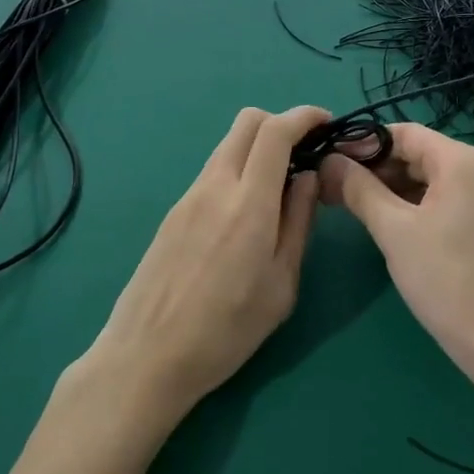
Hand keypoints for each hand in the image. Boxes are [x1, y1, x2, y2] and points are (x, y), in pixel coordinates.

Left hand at [84, 105, 327, 423]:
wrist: (147, 356)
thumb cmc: (226, 330)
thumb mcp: (281, 285)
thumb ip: (298, 223)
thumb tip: (308, 178)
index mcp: (249, 203)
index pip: (275, 131)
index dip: (304, 116)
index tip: (326, 124)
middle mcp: (216, 186)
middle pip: (247, 122)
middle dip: (281, 123)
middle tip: (305, 151)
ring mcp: (189, 196)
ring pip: (228, 145)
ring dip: (258, 147)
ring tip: (279, 185)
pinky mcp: (173, 211)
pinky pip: (213, 171)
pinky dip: (238, 169)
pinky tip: (246, 210)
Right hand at [318, 123, 473, 388]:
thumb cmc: (446, 279)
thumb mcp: (394, 230)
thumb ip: (359, 189)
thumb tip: (328, 161)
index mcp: (459, 160)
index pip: (401, 132)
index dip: (361, 144)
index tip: (326, 162)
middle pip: (414, 153)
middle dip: (371, 167)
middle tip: (329, 187)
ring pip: (424, 178)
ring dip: (386, 187)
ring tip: (346, 205)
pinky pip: (438, 200)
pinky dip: (407, 205)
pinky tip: (381, 223)